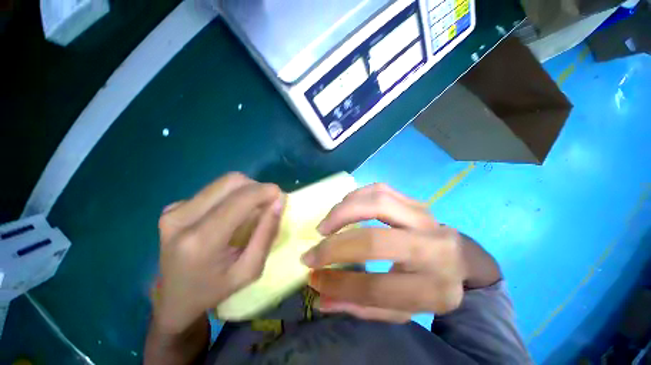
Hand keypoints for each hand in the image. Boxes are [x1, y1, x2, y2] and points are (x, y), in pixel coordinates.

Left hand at [154, 173, 284, 333]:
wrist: (173, 300)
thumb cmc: (215, 290)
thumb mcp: (250, 270)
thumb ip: (266, 233)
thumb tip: (278, 202)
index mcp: (200, 241)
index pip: (240, 199)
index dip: (265, 191)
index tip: (280, 196)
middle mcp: (181, 219)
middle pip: (231, 181)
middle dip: (256, 187)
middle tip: (266, 203)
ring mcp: (173, 211)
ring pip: (223, 182)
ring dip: (245, 190)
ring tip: (250, 209)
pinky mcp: (173, 207)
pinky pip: (213, 190)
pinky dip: (230, 196)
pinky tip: (230, 214)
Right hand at [301, 184, 467, 322]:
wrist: (460, 260)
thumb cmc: (427, 287)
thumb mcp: (400, 311)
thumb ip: (360, 306)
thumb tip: (320, 297)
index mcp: (433, 290)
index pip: (374, 288)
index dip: (336, 283)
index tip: (312, 275)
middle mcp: (434, 251)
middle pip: (374, 241)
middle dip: (335, 247)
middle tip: (313, 250)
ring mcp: (425, 219)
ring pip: (377, 203)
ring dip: (343, 212)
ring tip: (325, 226)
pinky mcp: (415, 201)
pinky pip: (379, 189)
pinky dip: (356, 196)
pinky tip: (344, 207)